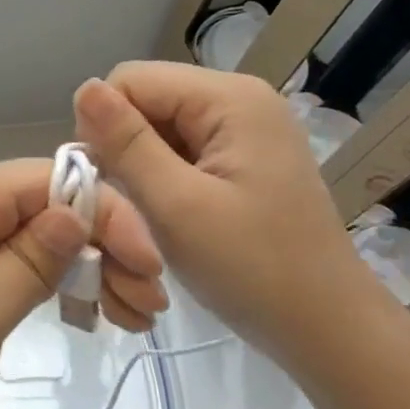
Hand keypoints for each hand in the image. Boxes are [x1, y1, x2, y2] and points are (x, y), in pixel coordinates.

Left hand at [0, 158, 166, 408]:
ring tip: (124, 318)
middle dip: (102, 247)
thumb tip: (76, 212)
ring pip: (28, 238)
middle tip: (145, 308)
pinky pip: (2, 263)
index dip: (109, 217)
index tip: (151, 272)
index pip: (52, 182)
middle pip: (43, 207)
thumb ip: (35, 257)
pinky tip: (77, 314)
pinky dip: (43, 285)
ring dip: (79, 270)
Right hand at [74, 63, 386, 366]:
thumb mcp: (177, 205)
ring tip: (152, 217)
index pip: (130, 80)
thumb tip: (84, 87)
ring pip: (157, 130)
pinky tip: (171, 217)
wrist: (326, 327)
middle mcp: (239, 100)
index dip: (105, 127)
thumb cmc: (252, 268)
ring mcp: (244, 130)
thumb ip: (126, 144)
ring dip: (140, 170)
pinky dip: (162, 181)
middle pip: (145, 102)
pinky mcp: (243, 159)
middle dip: (124, 150)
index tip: (108, 184)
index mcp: (229, 98)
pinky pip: (179, 151)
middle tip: (131, 207)